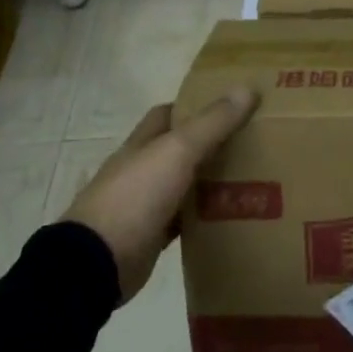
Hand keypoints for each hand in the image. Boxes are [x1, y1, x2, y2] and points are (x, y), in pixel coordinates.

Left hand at [62, 87, 256, 302]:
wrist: (97, 263)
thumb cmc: (135, 197)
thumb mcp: (177, 151)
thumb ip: (212, 123)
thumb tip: (247, 88)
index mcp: (142, 143)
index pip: (168, 114)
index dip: (196, 106)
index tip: (231, 105)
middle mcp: (141, 169)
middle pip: (180, 149)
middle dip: (211, 143)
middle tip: (253, 141)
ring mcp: (145, 204)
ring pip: (185, 184)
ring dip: (211, 180)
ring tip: (255, 176)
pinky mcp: (152, 236)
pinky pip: (185, 220)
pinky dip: (205, 216)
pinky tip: (232, 214)